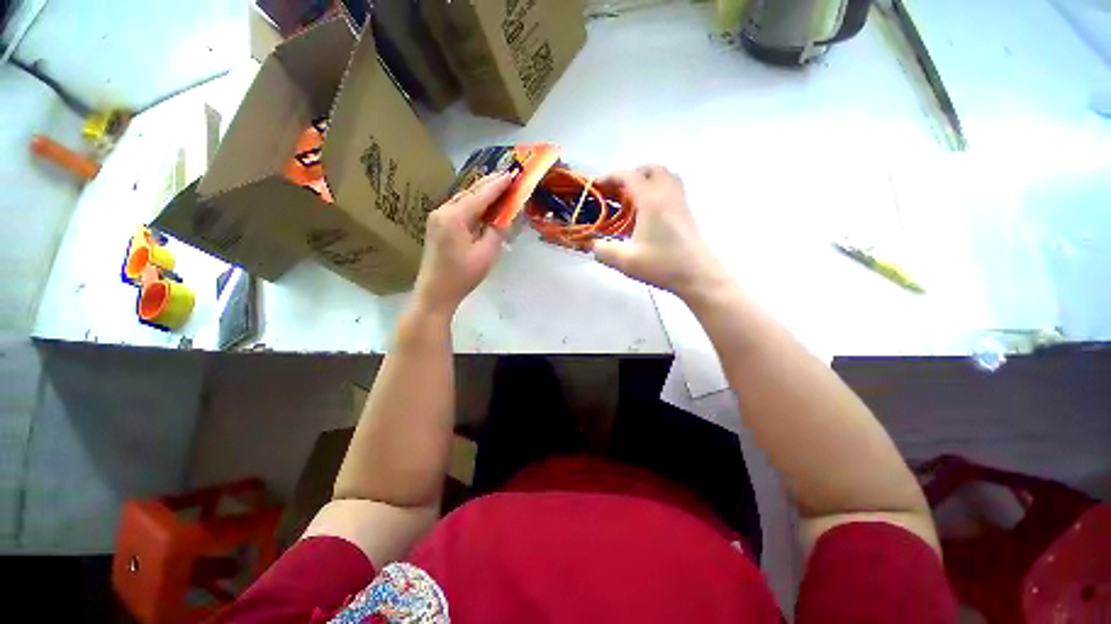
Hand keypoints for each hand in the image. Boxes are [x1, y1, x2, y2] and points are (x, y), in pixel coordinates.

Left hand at [413, 172, 511, 316]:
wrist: (435, 292)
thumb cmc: (462, 276)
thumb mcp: (487, 254)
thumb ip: (496, 231)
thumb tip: (503, 216)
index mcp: (454, 217)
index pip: (480, 195)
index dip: (498, 186)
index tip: (512, 174)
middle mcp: (443, 211)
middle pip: (469, 192)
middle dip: (489, 184)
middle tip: (507, 176)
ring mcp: (437, 217)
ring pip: (463, 199)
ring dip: (481, 193)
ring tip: (498, 186)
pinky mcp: (437, 225)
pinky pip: (458, 208)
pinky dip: (473, 203)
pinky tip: (482, 204)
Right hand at [593, 165, 726, 300]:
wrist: (698, 274)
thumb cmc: (662, 265)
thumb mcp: (626, 261)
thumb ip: (604, 251)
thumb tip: (593, 245)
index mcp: (651, 201)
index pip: (630, 176)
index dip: (612, 176)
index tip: (599, 185)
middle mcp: (667, 194)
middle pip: (652, 169)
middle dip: (632, 174)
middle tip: (619, 191)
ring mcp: (680, 201)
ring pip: (666, 176)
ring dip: (648, 179)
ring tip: (634, 198)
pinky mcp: (687, 211)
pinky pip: (672, 188)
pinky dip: (659, 189)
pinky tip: (650, 211)